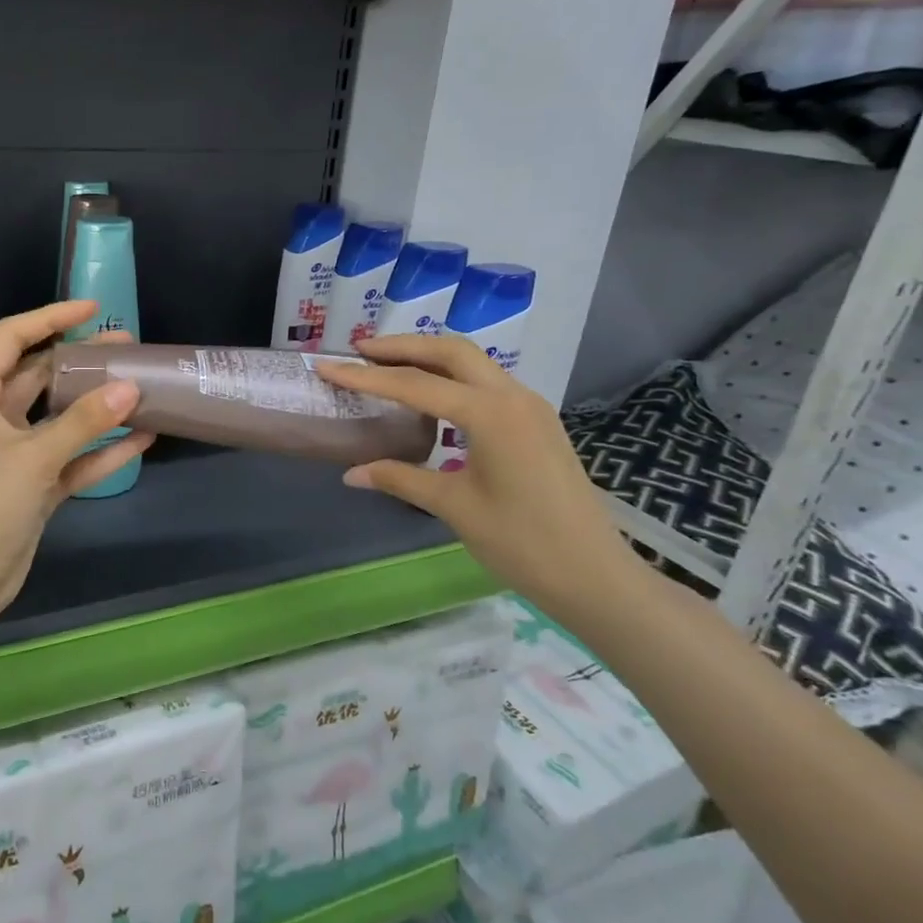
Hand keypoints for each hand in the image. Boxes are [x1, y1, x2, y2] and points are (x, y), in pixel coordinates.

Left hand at [0, 300, 153, 634]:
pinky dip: (100, 450)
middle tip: (128, 349)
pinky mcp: (32, 486)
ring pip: (60, 418)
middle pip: (41, 376)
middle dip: (83, 362)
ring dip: (97, 407)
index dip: (50, 318)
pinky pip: (71, 458)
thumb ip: (83, 422)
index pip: (11, 338)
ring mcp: (14, 453)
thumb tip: (130, 389)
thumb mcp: (33, 457)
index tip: (93, 311)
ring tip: (142, 388)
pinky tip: (140, 440)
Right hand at [314, 335, 648, 626]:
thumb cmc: (523, 543)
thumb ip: (401, 478)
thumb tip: (351, 473)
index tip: (327, 366)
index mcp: (490, 414)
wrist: (596, 576)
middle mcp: (513, 397)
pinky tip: (430, 397)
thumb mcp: (454, 507)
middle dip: (402, 346)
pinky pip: (487, 383)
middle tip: (359, 351)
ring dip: (428, 357)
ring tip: (386, 365)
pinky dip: (452, 377)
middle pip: (450, 351)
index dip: (365, 376)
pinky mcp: (537, 422)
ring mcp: (530, 407)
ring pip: (473, 363)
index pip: (415, 385)